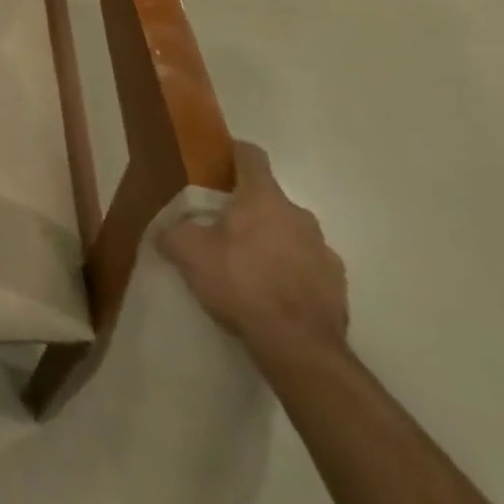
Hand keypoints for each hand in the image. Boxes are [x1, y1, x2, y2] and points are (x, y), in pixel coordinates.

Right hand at [160, 142, 347, 357]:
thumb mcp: (188, 252)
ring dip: (275, 242)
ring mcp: (324, 252)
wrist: (300, 349)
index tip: (217, 165)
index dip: (233, 154)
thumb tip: (164, 231)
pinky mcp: (339, 288)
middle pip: (271, 199)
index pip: (251, 155)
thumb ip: (172, 233)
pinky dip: (294, 274)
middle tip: (225, 229)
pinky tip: (275, 296)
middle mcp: (299, 215)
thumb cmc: (241, 283)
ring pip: (293, 234)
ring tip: (252, 267)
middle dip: (250, 208)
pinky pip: (310, 268)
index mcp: (263, 197)